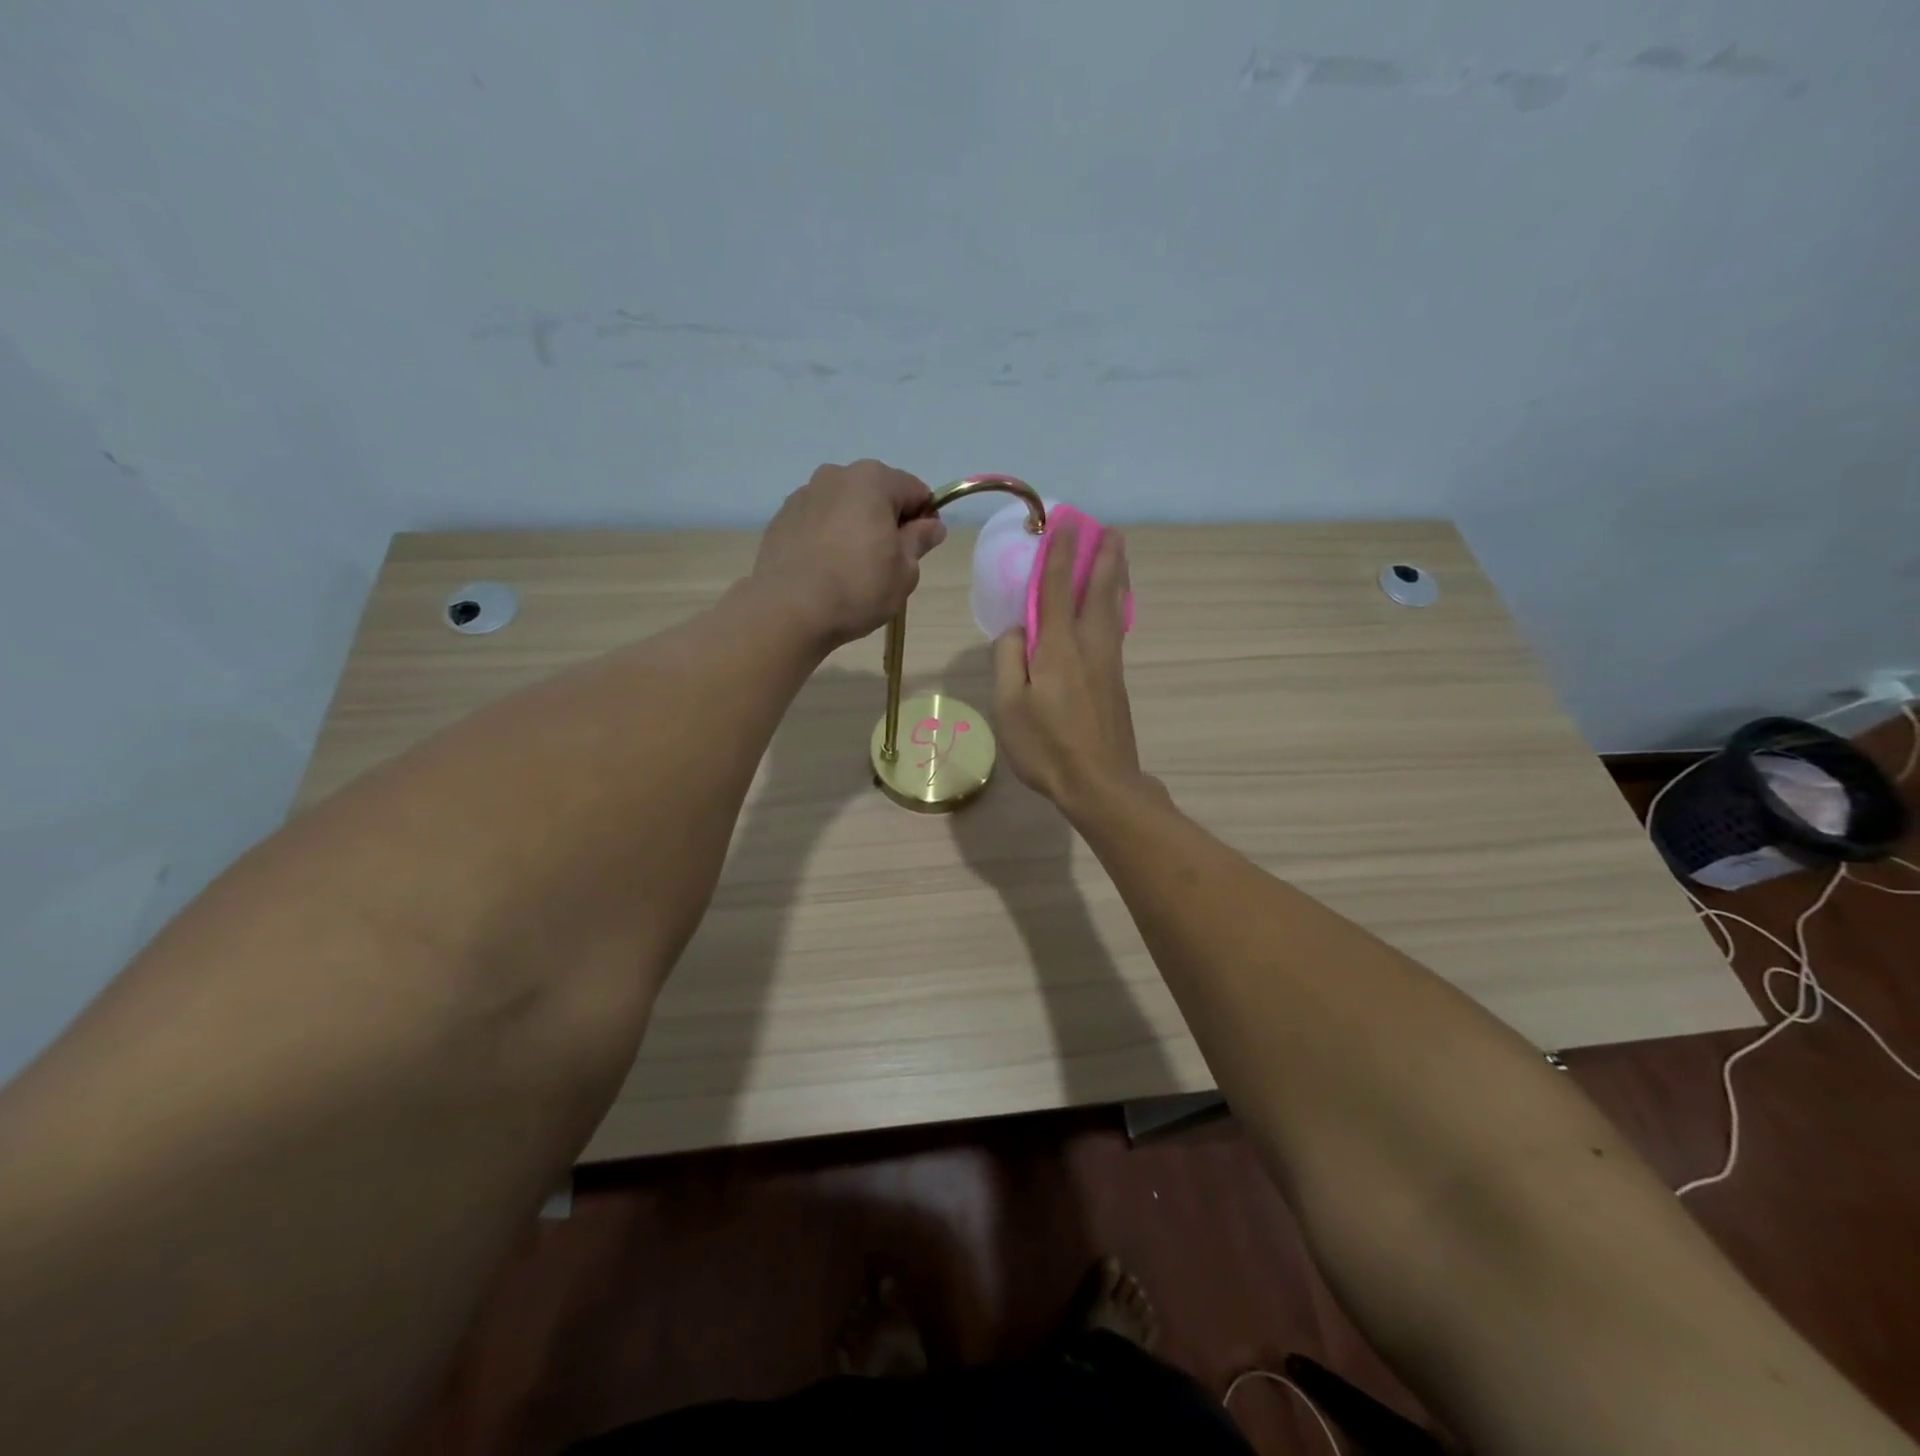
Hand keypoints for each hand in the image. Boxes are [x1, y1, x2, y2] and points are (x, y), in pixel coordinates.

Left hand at [752, 460, 947, 647]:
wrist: (788, 610)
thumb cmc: (858, 588)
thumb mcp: (904, 571)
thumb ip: (919, 541)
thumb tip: (932, 525)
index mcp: (873, 480)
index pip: (915, 491)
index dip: (924, 519)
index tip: (921, 548)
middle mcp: (836, 475)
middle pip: (876, 493)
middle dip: (887, 520)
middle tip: (887, 561)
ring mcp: (804, 494)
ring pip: (844, 506)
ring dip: (855, 527)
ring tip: (852, 567)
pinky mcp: (782, 518)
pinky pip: (818, 521)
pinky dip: (828, 537)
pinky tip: (826, 569)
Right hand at [992, 522, 1148, 814]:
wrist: (1100, 784)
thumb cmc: (1047, 747)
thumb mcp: (1009, 705)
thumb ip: (1008, 659)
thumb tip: (1016, 631)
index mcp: (1058, 648)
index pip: (1056, 589)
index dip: (1059, 555)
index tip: (1064, 524)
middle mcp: (1089, 647)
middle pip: (1098, 592)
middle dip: (1103, 558)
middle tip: (1110, 530)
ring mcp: (1108, 664)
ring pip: (1113, 609)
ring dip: (1115, 577)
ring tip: (1119, 555)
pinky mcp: (1116, 682)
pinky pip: (1115, 629)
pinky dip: (1115, 605)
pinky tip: (1114, 608)